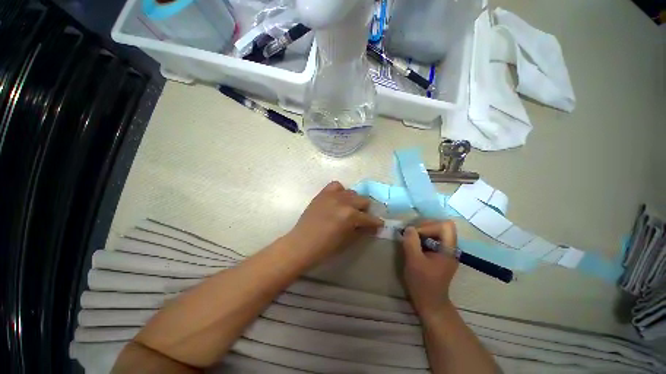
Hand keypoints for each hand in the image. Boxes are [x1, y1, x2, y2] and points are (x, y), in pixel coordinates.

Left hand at [288, 181, 383, 264]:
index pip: (369, 218)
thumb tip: (373, 226)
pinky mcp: (323, 194)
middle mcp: (343, 202)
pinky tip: (338, 199)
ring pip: (351, 192)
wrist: (302, 243)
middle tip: (361, 218)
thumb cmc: (325, 247)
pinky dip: (340, 191)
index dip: (376, 223)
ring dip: (353, 201)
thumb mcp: (347, 240)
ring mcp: (332, 195)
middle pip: (363, 200)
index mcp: (350, 215)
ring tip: (348, 209)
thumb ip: (362, 230)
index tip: (378, 225)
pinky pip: (336, 185)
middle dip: (364, 210)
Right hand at [402, 221, 458, 317]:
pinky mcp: (439, 254)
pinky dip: (421, 238)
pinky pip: (431, 239)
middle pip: (440, 226)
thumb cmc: (423, 283)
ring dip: (421, 232)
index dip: (429, 226)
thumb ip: (411, 242)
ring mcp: (445, 251)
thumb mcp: (414, 261)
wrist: (430, 303)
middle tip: (411, 235)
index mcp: (449, 249)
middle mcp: (450, 248)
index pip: (445, 225)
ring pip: (435, 231)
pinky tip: (414, 246)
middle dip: (424, 227)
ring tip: (410, 240)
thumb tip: (409, 228)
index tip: (415, 235)